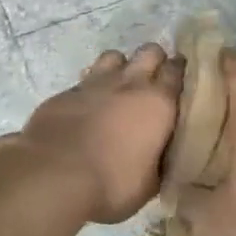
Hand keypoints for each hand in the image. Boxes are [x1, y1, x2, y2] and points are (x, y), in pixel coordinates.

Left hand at [15, 45, 182, 223]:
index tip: (181, 82)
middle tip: (153, 83)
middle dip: (154, 61)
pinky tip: (87, 107)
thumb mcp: (150, 182)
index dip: (180, 72)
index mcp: (158, 103)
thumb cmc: (113, 183)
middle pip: (149, 51)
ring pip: (114, 57)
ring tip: (119, 89)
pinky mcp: (66, 92)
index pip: (176, 70)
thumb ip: (160, 160)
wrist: (54, 176)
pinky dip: (91, 89)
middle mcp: (129, 83)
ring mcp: (95, 83)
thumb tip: (162, 155)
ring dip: (121, 68)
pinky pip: (85, 80)